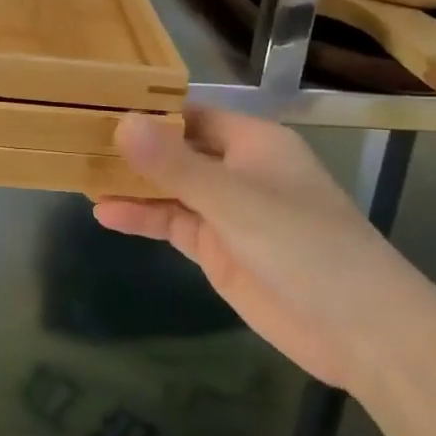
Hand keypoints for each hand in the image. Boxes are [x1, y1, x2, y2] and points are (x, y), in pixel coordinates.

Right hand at [95, 109, 435, 390]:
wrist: (361, 331)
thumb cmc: (305, 245)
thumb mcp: (234, 199)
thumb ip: (175, 164)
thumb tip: (120, 122)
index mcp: (250, 140)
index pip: (189, 111)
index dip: (146, 108)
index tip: (95, 104)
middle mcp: (235, 168)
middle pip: (175, 148)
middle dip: (131, 146)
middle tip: (74, 138)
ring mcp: (225, 209)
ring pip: (168, 186)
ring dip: (130, 183)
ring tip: (79, 173)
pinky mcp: (217, 248)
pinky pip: (172, 223)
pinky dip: (141, 217)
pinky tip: (104, 214)